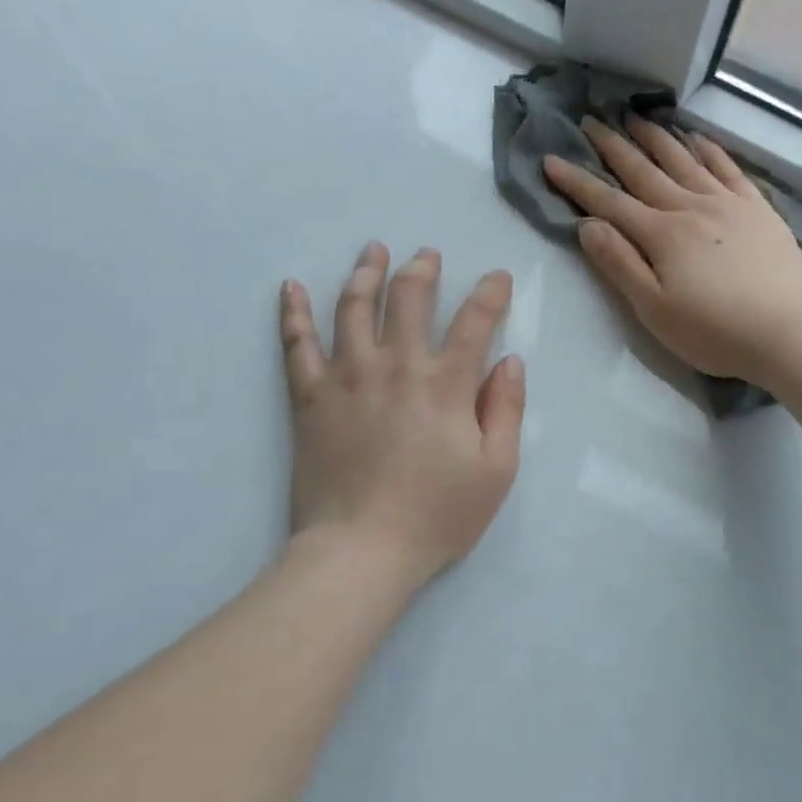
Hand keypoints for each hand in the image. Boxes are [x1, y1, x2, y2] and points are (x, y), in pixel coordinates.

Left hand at [278, 244, 524, 589]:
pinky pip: (296, 345)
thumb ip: (506, 410)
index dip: (490, 293)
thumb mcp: (496, 470)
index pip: (474, 322)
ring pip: (353, 308)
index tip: (498, 276)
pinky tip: (290, 287)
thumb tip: (510, 361)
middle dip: (422, 270)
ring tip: (372, 251)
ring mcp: (347, 378)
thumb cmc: (437, 515)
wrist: (360, 551)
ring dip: (365, 274)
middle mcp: (396, 367)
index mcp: (446, 384)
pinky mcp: (309, 398)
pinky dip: (293, 313)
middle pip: (409, 300)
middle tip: (427, 254)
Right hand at [544, 115, 801, 386]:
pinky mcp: (759, 209)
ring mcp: (728, 203)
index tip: (552, 159)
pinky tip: (697, 138)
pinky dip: (709, 149)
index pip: (609, 202)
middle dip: (613, 146)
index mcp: (661, 235)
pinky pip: (728, 168)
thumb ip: (620, 265)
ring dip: (656, 137)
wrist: (786, 334)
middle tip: (591, 119)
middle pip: (644, 171)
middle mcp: (691, 207)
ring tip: (635, 116)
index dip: (577, 182)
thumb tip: (587, 225)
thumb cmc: (714, 332)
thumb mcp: (655, 310)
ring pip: (684, 160)